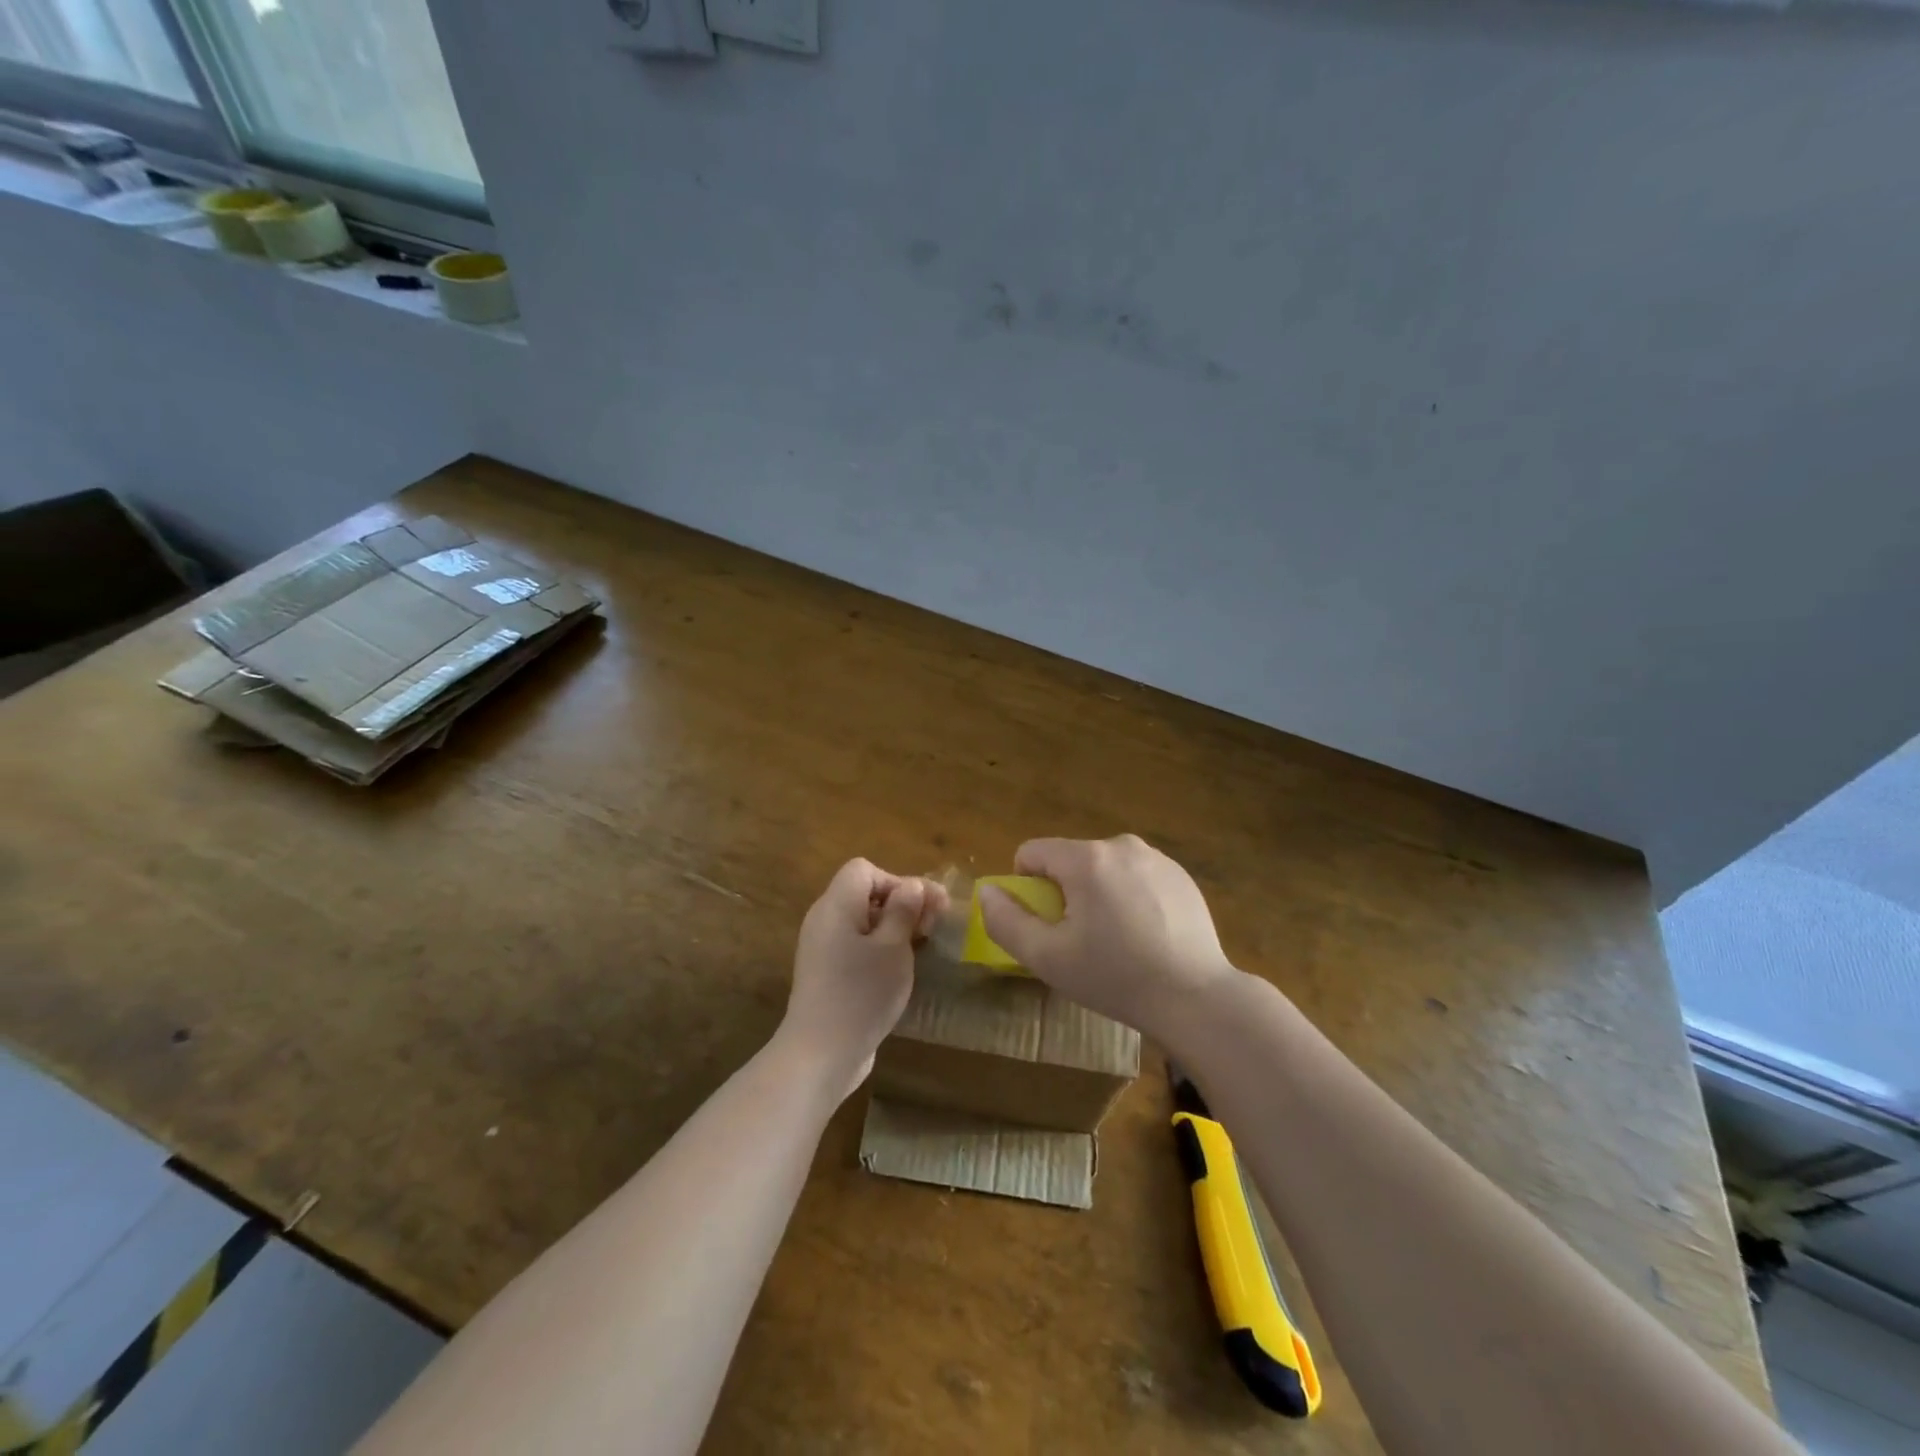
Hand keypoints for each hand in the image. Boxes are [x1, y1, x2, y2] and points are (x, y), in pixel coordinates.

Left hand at [781, 858, 948, 1101]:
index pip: (864, 870)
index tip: (922, 909)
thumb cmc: (861, 994)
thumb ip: (904, 911)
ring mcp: (822, 949)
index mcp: (836, 905)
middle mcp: (824, 920)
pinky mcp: (826, 975)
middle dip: (901, 904)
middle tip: (932, 928)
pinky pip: (855, 946)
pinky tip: (898, 971)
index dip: (897, 881)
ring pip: (862, 922)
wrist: (820, 1055)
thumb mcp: (893, 948)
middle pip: (864, 894)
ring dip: (893, 929)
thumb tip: (911, 885)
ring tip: (919, 949)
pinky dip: (878, 950)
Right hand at [978, 834, 1240, 1034]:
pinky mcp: (1181, 875)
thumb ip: (1007, 921)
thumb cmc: (1115, 978)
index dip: (1026, 887)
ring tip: (1118, 940)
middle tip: (1083, 939)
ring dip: (1098, 893)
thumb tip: (989, 892)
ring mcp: (1156, 858)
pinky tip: (1147, 935)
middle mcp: (1121, 844)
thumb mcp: (1048, 958)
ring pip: (1104, 867)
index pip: (1032, 852)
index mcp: (1086, 859)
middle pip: (1069, 860)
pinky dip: (1131, 897)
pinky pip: (1136, 876)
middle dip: (1065, 892)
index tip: (1046, 924)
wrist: (1196, 998)